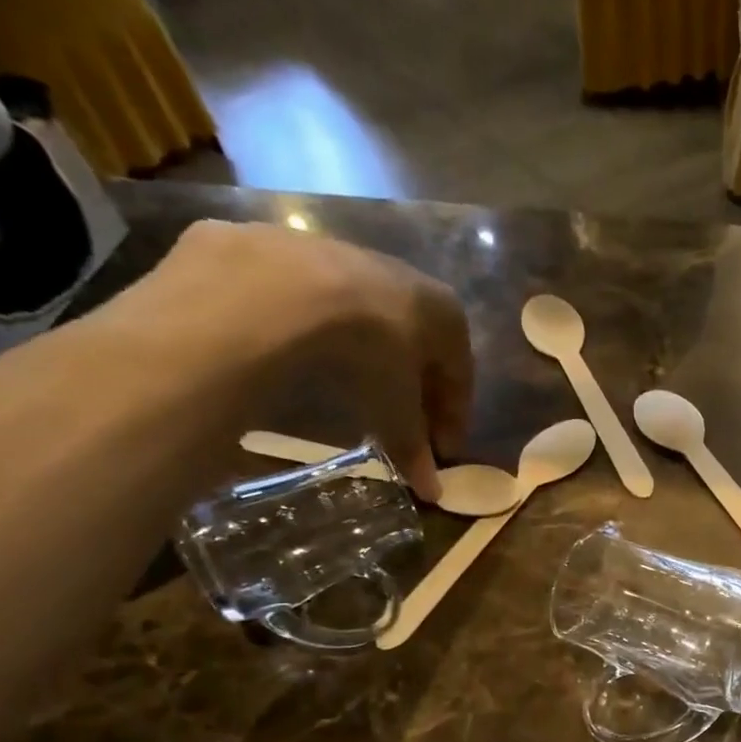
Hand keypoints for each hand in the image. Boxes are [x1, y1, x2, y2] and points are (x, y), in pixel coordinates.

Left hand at [147, 221, 473, 498]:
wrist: (280, 289)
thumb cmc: (368, 355)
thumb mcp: (396, 411)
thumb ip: (413, 448)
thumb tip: (431, 492)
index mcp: (446, 314)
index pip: (460, 377)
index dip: (452, 419)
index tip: (442, 452)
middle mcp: (407, 276)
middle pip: (418, 345)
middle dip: (414, 388)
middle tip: (404, 426)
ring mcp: (347, 255)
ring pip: (369, 319)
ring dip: (369, 356)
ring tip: (355, 393)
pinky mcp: (291, 249)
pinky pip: (318, 303)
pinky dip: (321, 333)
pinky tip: (307, 357)